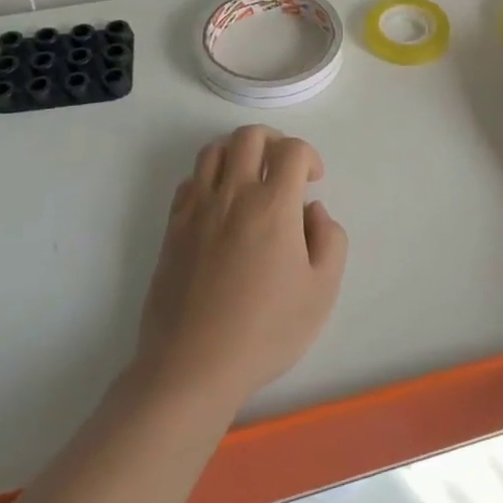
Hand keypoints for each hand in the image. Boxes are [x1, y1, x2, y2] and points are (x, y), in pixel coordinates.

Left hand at [135, 126, 347, 410]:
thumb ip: (330, 240)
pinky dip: (209, 177)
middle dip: (274, 141)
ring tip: (251, 179)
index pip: (292, 150)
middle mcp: (232, 195)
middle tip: (285, 169)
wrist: (192, 366)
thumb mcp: (322, 291)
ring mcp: (196, 209)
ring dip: (238, 152)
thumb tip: (313, 211)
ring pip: (213, 150)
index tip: (314, 181)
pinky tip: (220, 205)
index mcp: (273, 206)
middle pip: (249, 136)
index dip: (310, 156)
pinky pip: (189, 180)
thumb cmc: (266, 331)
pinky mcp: (172, 228)